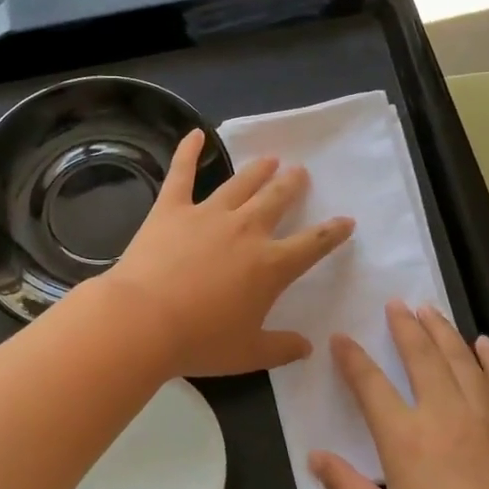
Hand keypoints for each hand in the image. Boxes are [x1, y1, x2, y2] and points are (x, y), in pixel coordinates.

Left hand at [97, 129, 354, 377]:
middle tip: (299, 173)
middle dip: (292, 185)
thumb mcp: (248, 354)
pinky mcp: (171, 209)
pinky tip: (195, 134)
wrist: (143, 322)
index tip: (345, 221)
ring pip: (241, 184)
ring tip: (270, 158)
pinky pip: (182, 173)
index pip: (312, 244)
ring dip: (258, 169)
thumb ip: (281, 348)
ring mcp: (208, 214)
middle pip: (277, 199)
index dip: (332, 232)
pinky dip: (188, 151)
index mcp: (270, 266)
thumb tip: (308, 347)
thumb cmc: (199, 342)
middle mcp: (246, 230)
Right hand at [308, 302, 488, 488]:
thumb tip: (314, 456)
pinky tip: (484, 344)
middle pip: (422, 356)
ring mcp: (488, 420)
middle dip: (405, 326)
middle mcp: (445, 416)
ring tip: (430, 311)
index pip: (371, 383)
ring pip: (463, 361)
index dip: (352, 357)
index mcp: (405, 438)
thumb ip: (346, 486)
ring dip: (444, 332)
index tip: (342, 337)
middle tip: (396, 304)